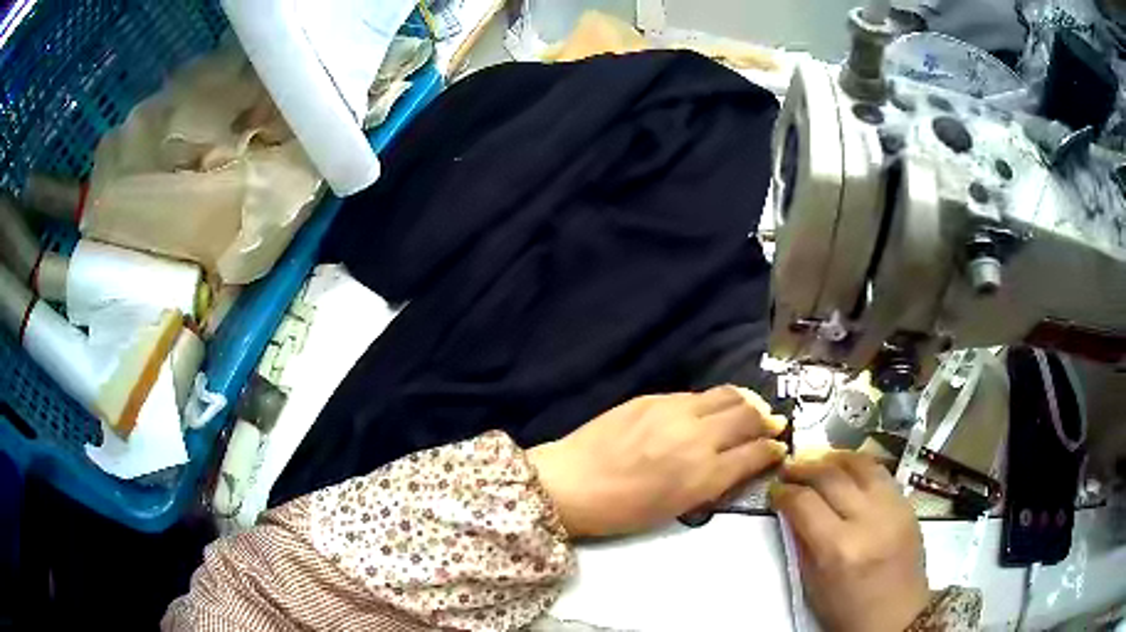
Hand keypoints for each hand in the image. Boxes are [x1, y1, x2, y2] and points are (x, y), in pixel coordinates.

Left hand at [528, 386, 786, 537]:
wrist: (571, 483)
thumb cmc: (623, 510)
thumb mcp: (677, 508)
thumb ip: (714, 482)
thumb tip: (740, 462)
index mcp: (704, 474)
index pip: (756, 452)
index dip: (773, 450)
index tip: (778, 449)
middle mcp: (698, 436)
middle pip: (749, 415)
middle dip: (766, 421)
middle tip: (769, 426)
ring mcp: (675, 411)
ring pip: (727, 395)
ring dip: (745, 403)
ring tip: (748, 410)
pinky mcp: (653, 397)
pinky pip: (697, 394)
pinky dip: (713, 401)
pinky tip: (709, 410)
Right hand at [772, 451, 929, 631]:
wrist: (897, 616)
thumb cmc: (848, 611)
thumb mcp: (814, 586)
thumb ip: (803, 544)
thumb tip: (792, 511)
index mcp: (838, 549)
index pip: (805, 504)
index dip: (784, 492)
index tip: (775, 489)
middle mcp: (868, 520)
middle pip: (831, 477)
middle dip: (804, 467)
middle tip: (789, 466)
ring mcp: (892, 508)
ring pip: (860, 464)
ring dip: (833, 457)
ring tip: (817, 459)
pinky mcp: (907, 504)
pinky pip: (880, 473)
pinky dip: (859, 465)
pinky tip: (846, 468)